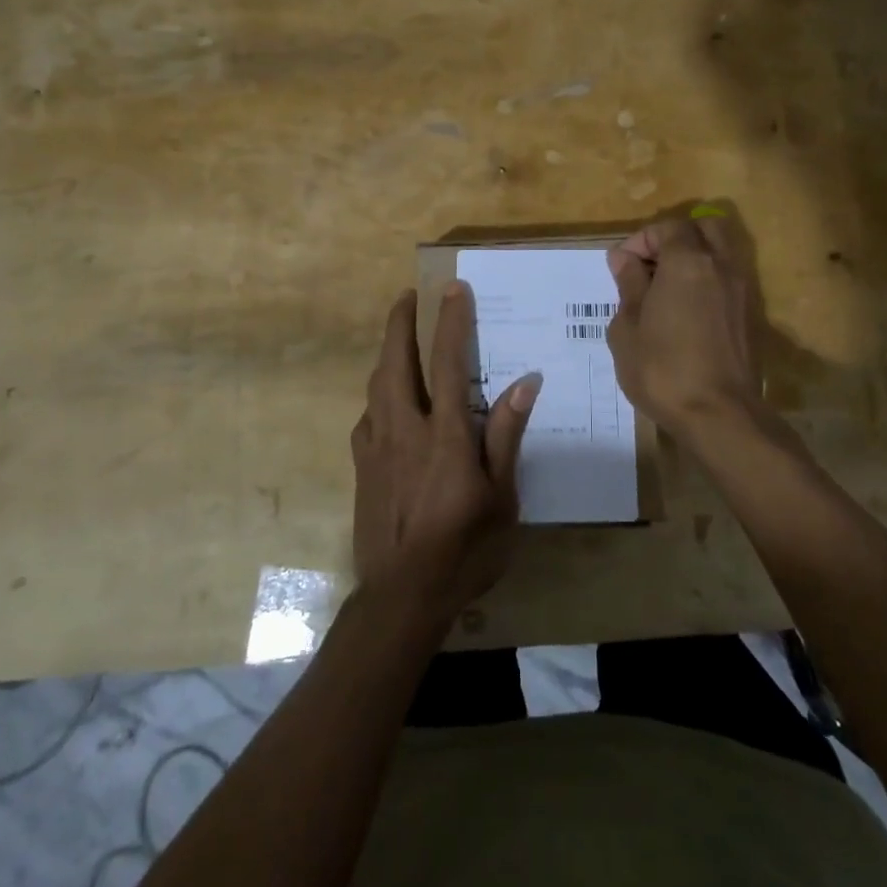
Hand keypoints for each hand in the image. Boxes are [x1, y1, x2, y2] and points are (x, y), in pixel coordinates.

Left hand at [350, 283, 538, 620]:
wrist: (401, 597)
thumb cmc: (464, 550)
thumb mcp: (502, 499)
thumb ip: (506, 437)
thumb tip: (524, 382)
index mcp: (445, 435)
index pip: (447, 362)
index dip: (450, 321)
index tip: (452, 289)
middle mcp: (405, 429)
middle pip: (396, 362)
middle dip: (400, 323)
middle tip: (407, 296)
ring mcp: (376, 447)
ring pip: (376, 385)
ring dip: (387, 353)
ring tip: (397, 338)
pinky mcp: (361, 467)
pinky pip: (367, 416)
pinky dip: (378, 394)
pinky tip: (387, 402)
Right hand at [606, 216, 761, 439]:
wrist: (719, 415)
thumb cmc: (662, 369)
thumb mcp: (628, 328)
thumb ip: (629, 285)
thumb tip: (625, 259)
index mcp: (688, 262)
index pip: (668, 227)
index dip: (642, 239)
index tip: (622, 265)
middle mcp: (721, 266)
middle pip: (704, 228)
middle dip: (675, 238)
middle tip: (650, 266)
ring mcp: (743, 291)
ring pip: (721, 253)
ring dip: (695, 259)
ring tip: (667, 290)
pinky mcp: (752, 316)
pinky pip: (729, 281)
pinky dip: (708, 282)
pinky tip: (687, 312)